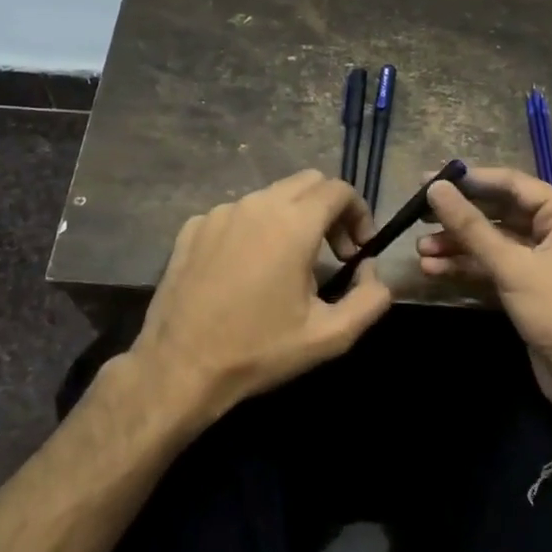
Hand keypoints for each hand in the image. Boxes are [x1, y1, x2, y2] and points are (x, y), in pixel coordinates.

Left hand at [132, 170, 391, 425]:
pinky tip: (249, 271)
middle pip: (307, 183)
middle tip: (334, 254)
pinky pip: (237, 214)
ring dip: (293, 219)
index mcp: (292, 224)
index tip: (359, 250)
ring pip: (271, 197)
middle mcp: (255, 205)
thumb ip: (370, 299)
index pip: (339, 190)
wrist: (179, 368)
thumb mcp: (330, 336)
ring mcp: (219, 213)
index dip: (359, 214)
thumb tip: (372, 272)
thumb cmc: (258, 351)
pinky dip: (255, 230)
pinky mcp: (192, 228)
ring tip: (291, 266)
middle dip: (330, 211)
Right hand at [420, 167, 551, 414]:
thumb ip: (471, 227)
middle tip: (417, 214)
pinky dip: (466, 267)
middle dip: (458, 217)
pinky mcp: (528, 288)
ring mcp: (541, 261)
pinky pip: (493, 267)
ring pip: (492, 242)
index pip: (511, 184)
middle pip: (498, 212)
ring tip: (420, 249)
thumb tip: (435, 189)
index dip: (469, 180)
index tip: (429, 179)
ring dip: (457, 245)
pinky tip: (433, 269)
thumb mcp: (513, 266)